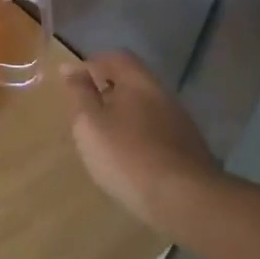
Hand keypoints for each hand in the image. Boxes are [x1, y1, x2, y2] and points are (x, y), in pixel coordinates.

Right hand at [64, 51, 221, 232]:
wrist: (185, 200)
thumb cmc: (127, 155)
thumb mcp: (90, 123)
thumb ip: (80, 93)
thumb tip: (71, 68)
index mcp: (138, 82)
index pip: (116, 58)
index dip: (93, 64)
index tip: (72, 81)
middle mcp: (163, 95)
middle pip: (132, 83)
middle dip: (107, 92)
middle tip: (85, 112)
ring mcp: (180, 123)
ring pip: (145, 109)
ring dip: (123, 116)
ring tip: (103, 139)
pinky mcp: (188, 150)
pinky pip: (155, 132)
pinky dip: (138, 137)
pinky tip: (128, 159)